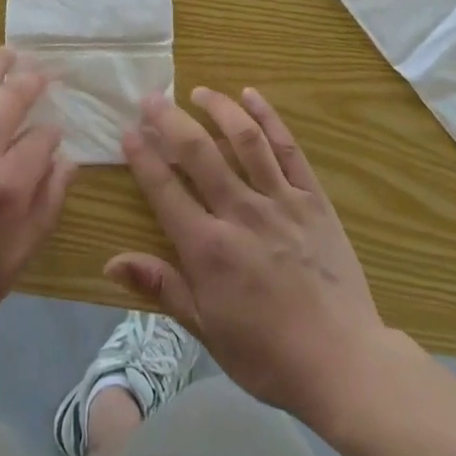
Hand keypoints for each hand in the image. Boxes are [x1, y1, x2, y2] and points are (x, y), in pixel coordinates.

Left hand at [0, 48, 74, 359]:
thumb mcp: (14, 263)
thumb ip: (46, 207)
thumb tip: (66, 161)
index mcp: (6, 186)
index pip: (43, 138)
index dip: (52, 134)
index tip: (52, 137)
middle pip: (14, 97)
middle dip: (34, 82)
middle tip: (43, 73)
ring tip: (11, 53)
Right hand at [108, 87, 386, 424]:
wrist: (344, 364)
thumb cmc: (267, 355)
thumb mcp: (206, 329)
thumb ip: (161, 286)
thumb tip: (111, 261)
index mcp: (209, 249)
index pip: (165, 190)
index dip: (143, 157)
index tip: (127, 131)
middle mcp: (241, 213)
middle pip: (199, 153)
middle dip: (170, 120)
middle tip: (152, 98)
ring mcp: (280, 201)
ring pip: (244, 139)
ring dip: (218, 109)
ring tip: (198, 92)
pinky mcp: (312, 198)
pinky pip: (287, 148)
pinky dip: (268, 117)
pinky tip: (251, 96)